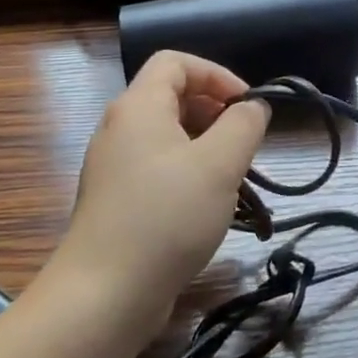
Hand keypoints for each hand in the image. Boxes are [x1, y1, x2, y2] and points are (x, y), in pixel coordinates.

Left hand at [54, 52, 269, 329]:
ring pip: (168, 136)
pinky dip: (187, 173)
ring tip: (233, 177)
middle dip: (215, 111)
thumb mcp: (219, 164)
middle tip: (244, 143)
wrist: (103, 296)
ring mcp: (114, 167)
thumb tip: (254, 106)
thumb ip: (244, 125)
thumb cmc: (166, 217)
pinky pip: (158, 168)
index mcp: (138, 107)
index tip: (247, 106)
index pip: (175, 62)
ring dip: (206, 146)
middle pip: (171, 97)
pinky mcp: (116, 201)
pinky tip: (208, 206)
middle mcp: (120, 129)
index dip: (216, 74)